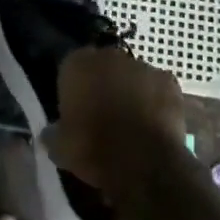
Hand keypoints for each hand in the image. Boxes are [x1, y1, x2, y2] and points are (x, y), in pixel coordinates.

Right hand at [44, 42, 187, 212]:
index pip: (71, 67)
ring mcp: (142, 66)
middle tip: (102, 113)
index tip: (76, 108)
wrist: (145, 164)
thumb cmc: (95, 149)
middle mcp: (109, 56)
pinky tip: (153, 122)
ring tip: (131, 121)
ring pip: (131, 75)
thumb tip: (50, 133)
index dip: (74, 87)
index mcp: (77, 64)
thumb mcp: (61, 148)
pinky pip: (157, 87)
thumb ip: (53, 133)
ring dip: (130, 90)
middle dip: (103, 83)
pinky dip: (155, 100)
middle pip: (103, 66)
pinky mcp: (169, 81)